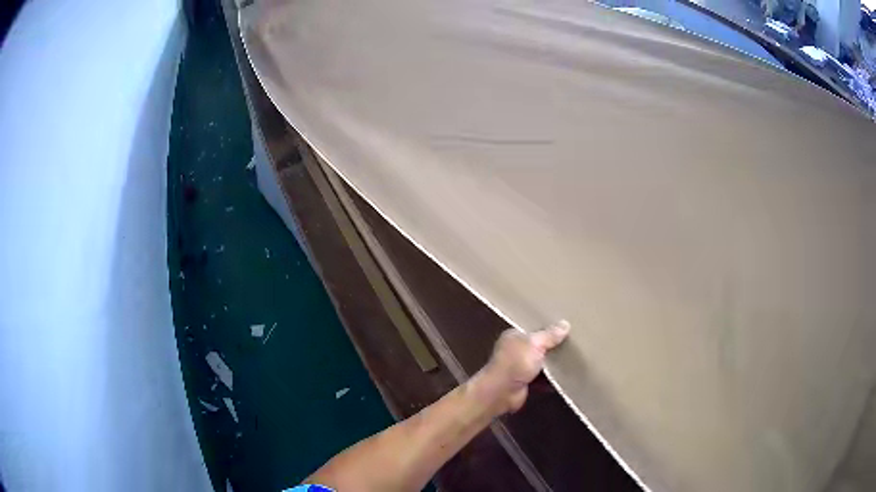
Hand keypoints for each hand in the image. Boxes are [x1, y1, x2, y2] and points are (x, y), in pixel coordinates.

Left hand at [469, 320, 570, 415]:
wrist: (501, 392)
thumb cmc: (516, 363)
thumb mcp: (535, 344)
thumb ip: (550, 335)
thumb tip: (565, 324)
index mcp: (515, 337)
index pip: (534, 330)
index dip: (549, 329)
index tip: (566, 329)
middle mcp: (516, 351)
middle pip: (539, 347)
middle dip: (554, 348)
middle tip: (574, 344)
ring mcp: (520, 368)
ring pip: (542, 364)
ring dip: (554, 365)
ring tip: (574, 360)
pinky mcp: (525, 383)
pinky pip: (542, 380)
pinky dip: (552, 380)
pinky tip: (567, 377)